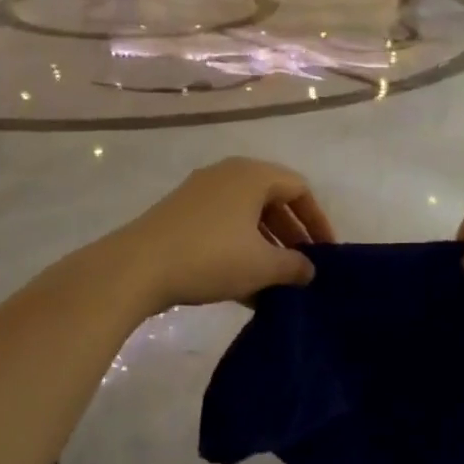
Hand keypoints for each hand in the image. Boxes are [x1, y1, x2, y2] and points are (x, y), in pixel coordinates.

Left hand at [113, 157, 336, 311]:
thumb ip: (294, 266)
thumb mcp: (261, 266)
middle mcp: (227, 175)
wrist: (136, 267)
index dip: (318, 221)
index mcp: (252, 175)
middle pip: (272, 200)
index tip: (327, 253)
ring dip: (266, 247)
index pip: (299, 189)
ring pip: (246, 217)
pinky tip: (246, 288)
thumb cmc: (210, 257)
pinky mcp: (180, 214)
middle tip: (304, 267)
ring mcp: (200, 193)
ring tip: (277, 283)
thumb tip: (308, 270)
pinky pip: (223, 227)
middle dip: (291, 236)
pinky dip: (240, 250)